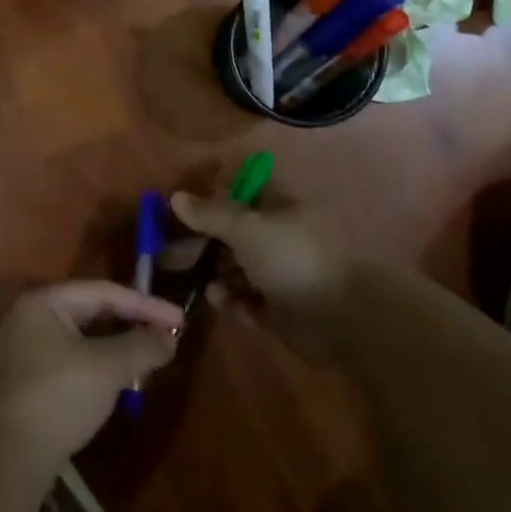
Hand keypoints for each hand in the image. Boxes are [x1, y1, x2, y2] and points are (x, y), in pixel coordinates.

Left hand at [0, 281, 182, 468]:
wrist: (6, 457)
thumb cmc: (58, 397)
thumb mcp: (107, 368)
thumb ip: (141, 347)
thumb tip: (170, 337)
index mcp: (46, 302)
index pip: (105, 292)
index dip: (146, 305)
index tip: (181, 320)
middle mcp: (32, 317)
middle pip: (92, 311)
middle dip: (132, 324)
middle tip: (168, 337)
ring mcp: (27, 349)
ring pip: (84, 337)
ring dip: (118, 346)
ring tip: (150, 358)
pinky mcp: (29, 379)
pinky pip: (74, 359)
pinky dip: (101, 364)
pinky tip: (121, 380)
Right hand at [167, 192, 353, 358]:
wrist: (341, 318)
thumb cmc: (292, 258)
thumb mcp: (245, 227)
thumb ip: (210, 213)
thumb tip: (176, 197)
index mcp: (279, 208)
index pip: (241, 193)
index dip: (212, 198)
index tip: (183, 210)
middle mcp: (280, 237)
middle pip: (233, 234)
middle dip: (202, 243)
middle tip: (169, 256)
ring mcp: (281, 274)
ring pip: (238, 268)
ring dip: (216, 274)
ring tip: (201, 283)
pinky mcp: (281, 309)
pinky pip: (248, 300)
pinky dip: (233, 300)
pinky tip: (221, 301)